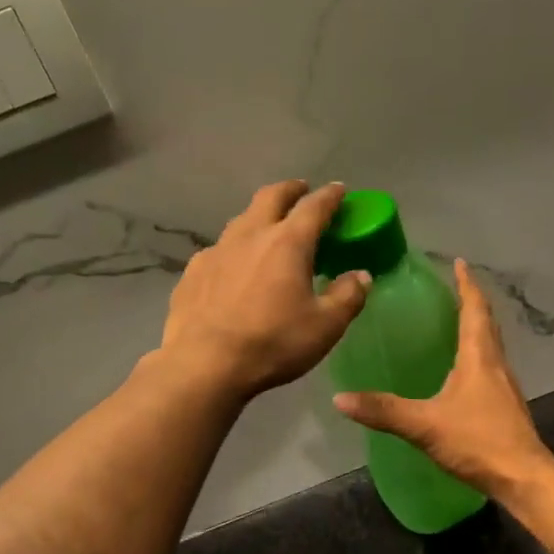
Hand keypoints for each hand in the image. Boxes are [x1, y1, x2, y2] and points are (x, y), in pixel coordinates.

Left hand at [158, 181, 371, 399]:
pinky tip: (233, 268)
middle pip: (271, 197)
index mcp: (287, 242)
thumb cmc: (272, 343)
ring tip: (268, 229)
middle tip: (302, 191)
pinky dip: (234, 249)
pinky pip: (218, 250)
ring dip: (259, 216)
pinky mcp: (193, 272)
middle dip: (291, 190)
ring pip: (241, 220)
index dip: (330, 196)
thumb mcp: (325, 326)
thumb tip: (360, 276)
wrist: (204, 364)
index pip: (314, 206)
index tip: (340, 190)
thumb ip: (347, 297)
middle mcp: (250, 235)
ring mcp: (216, 251)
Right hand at [333, 259, 552, 498]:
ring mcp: (504, 387)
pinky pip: (489, 368)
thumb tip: (340, 398)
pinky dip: (476, 355)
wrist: (523, 478)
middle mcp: (496, 365)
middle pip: (486, 324)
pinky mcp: (504, 407)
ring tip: (454, 322)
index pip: (475, 310)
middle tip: (452, 288)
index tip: (460, 263)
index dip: (467, 285)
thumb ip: (384, 411)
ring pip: (490, 346)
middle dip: (471, 302)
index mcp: (479, 358)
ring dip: (475, 328)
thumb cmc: (478, 442)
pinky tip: (461, 371)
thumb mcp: (425, 424)